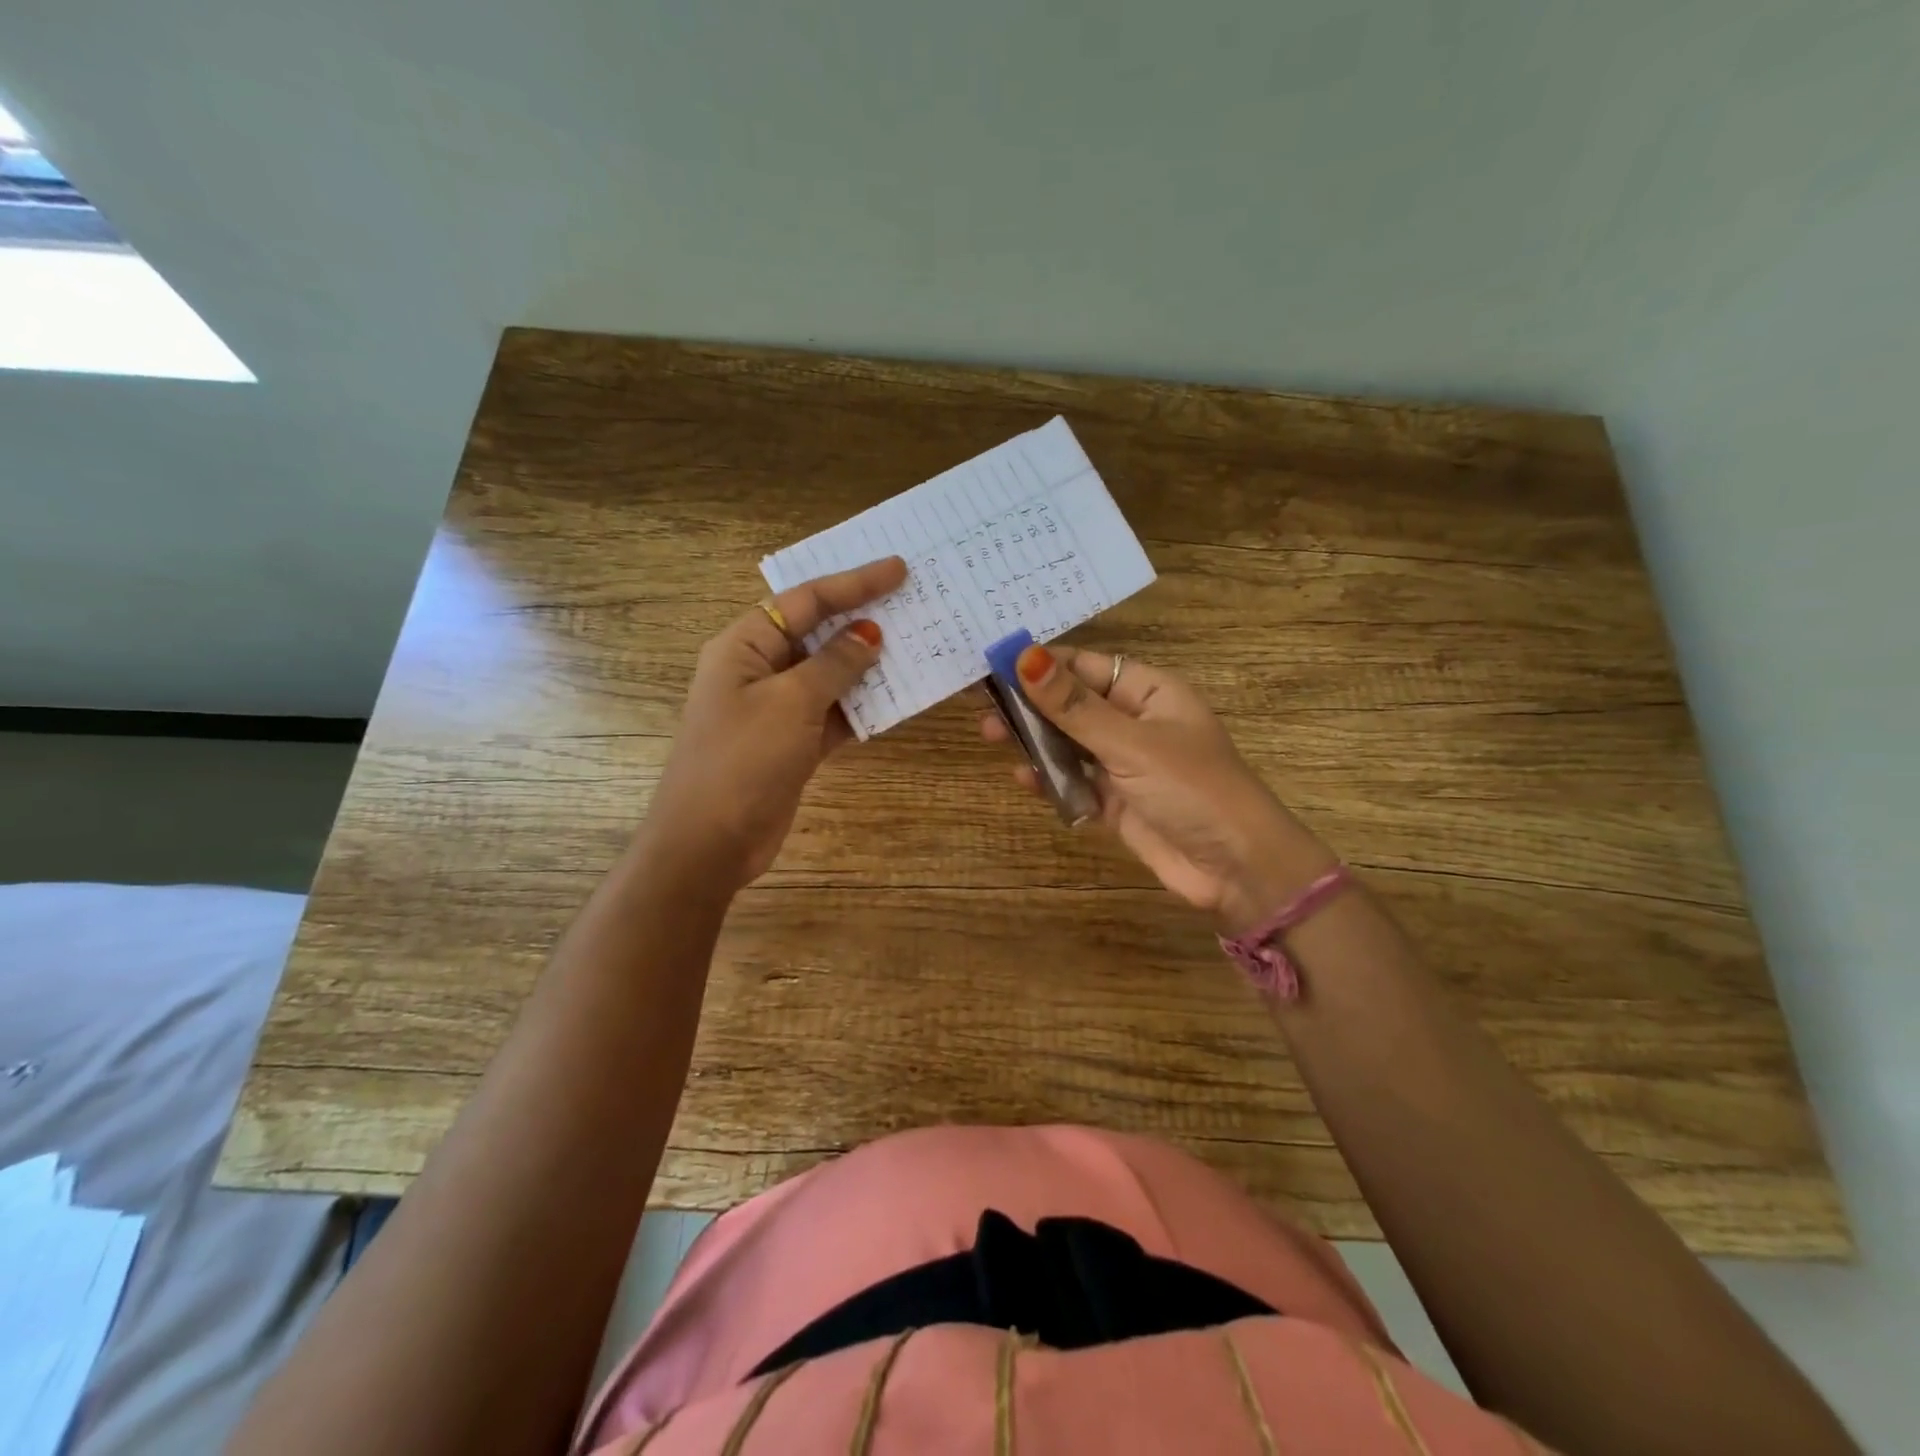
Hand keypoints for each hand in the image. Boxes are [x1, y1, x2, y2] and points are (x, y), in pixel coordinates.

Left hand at [647, 556, 907, 890]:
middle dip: (862, 619)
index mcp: (745, 645)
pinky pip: (834, 712)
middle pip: (817, 632)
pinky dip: (862, 706)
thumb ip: (834, 665)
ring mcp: (776, 708)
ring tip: (916, 646)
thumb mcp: (791, 703)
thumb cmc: (743, 760)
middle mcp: (759, 668)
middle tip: (912, 602)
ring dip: (867, 665)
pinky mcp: (792, 742)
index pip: (805, 600)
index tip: (899, 570)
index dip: (853, 583)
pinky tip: (898, 698)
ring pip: (830, 674)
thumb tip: (868, 635)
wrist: (709, 842)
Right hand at [981, 644, 1337, 933]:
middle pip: (1074, 705)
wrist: (1236, 869)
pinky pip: (1075, 784)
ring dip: (1035, 742)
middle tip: (984, 705)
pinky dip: (1051, 780)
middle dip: (1031, 704)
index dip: (1044, 664)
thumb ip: (1073, 706)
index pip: (1087, 667)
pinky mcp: (1116, 804)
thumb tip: (1024, 657)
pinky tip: (1023, 777)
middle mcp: (1136, 723)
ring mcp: (1125, 765)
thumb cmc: (1191, 789)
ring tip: (990, 736)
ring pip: (1070, 745)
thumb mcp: (1130, 743)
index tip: (996, 663)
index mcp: (1150, 693)